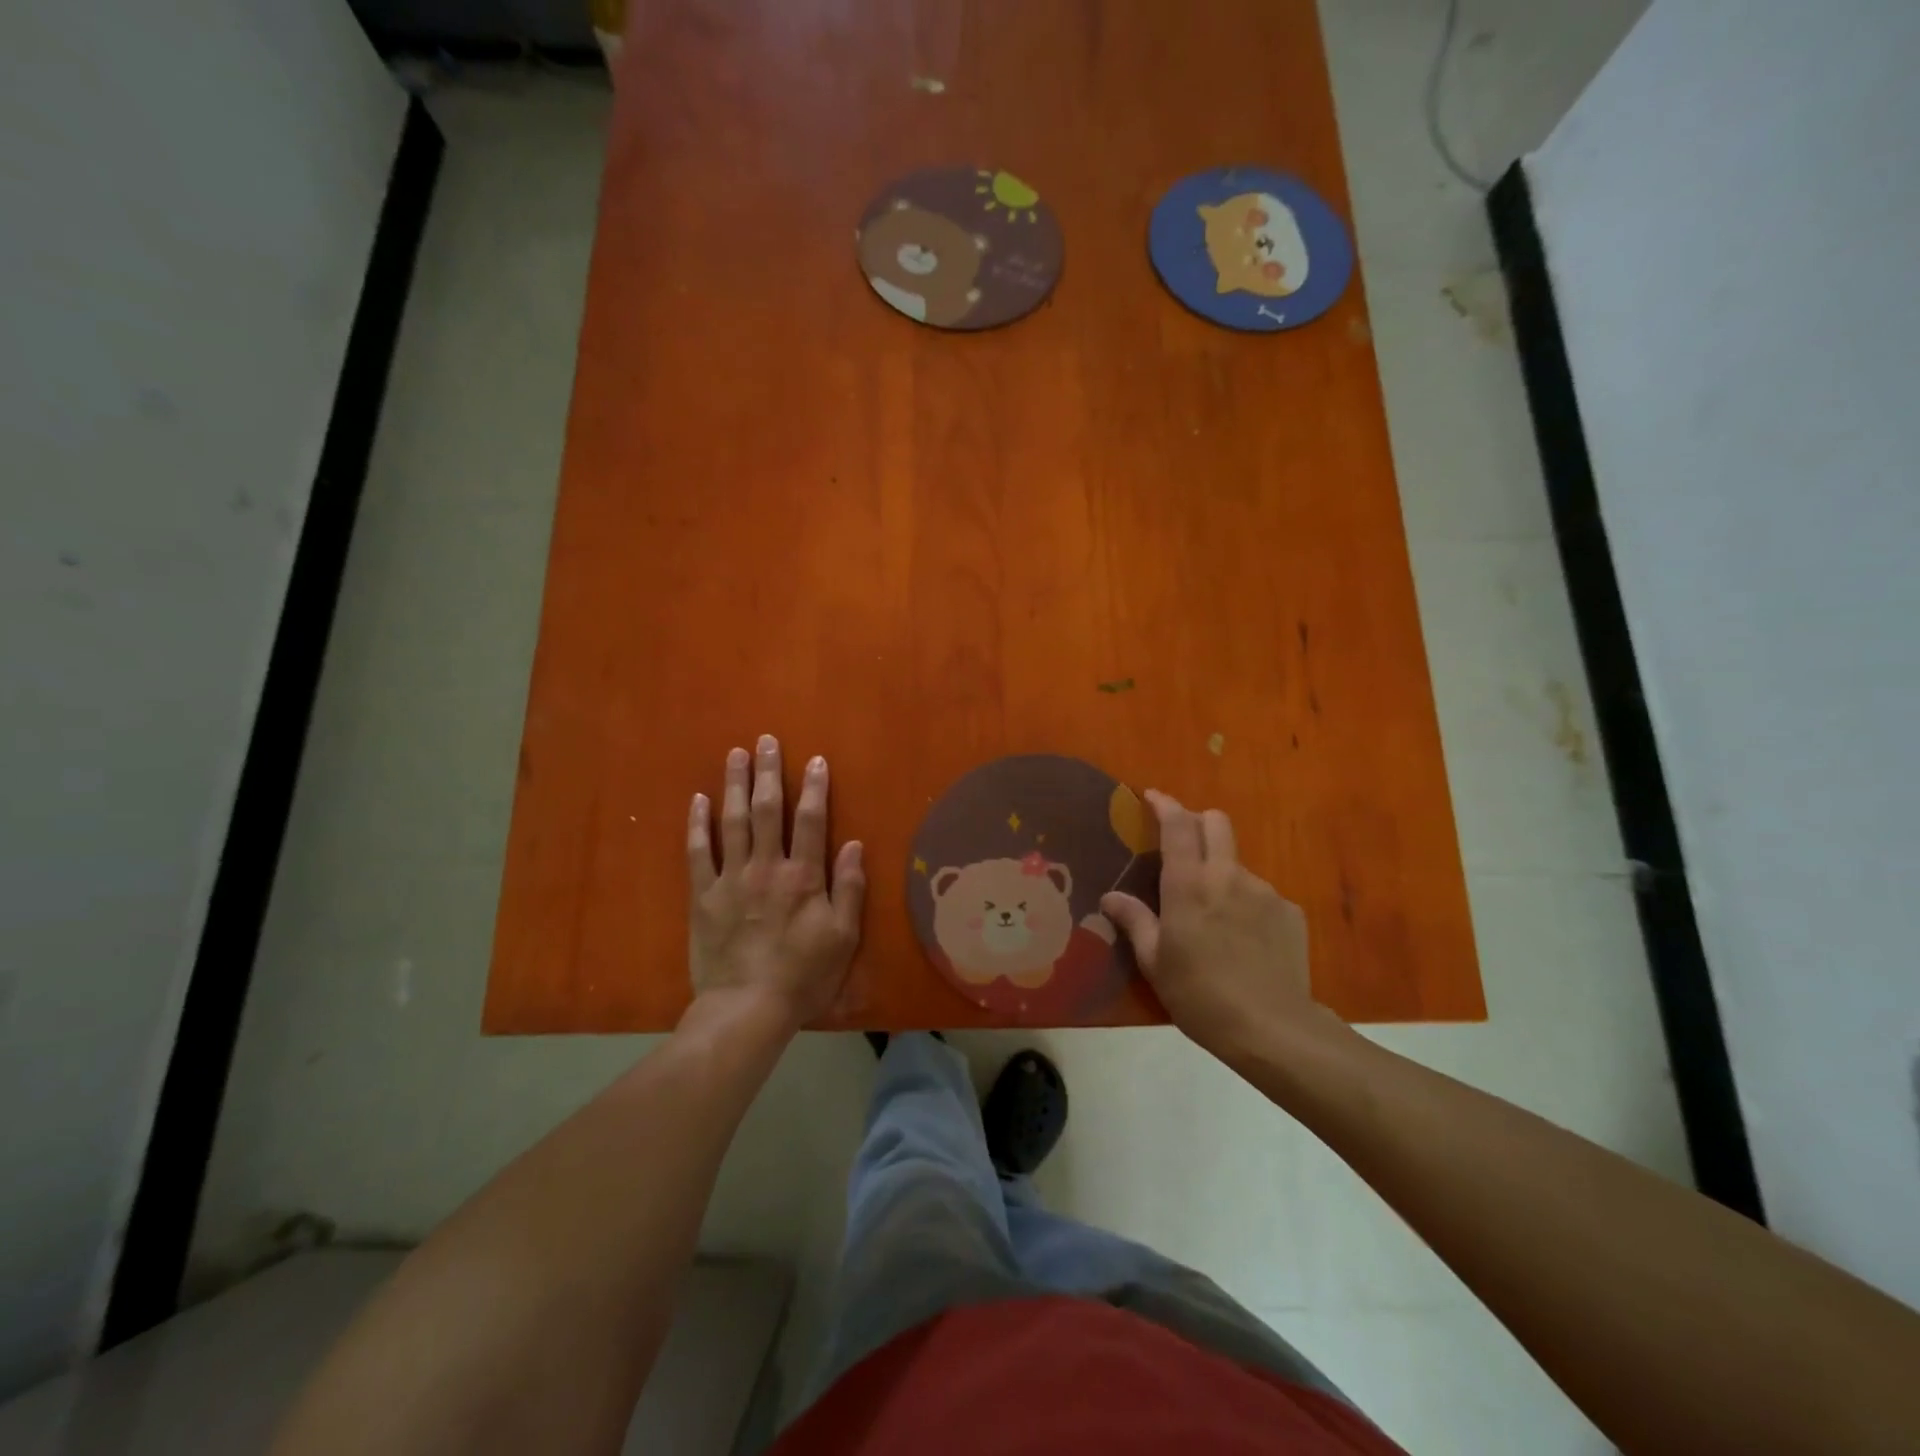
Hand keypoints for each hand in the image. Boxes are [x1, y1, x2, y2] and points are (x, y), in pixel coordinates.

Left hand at [687, 735, 864, 1029]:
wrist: (746, 1009)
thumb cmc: (803, 975)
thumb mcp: (843, 937)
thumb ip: (850, 889)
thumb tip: (854, 845)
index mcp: (803, 876)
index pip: (812, 820)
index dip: (815, 788)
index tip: (815, 760)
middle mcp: (766, 867)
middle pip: (767, 810)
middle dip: (768, 772)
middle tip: (766, 740)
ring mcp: (730, 879)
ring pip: (732, 821)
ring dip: (734, 784)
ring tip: (735, 754)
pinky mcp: (703, 896)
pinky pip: (698, 852)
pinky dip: (698, 824)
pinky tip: (699, 800)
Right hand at [1101, 791, 1332, 1063]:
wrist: (1272, 1028)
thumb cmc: (1200, 995)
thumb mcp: (1155, 962)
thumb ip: (1134, 921)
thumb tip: (1110, 897)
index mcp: (1188, 884)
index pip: (1177, 825)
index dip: (1164, 804)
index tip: (1152, 797)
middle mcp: (1227, 875)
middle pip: (1216, 823)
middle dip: (1197, 821)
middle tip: (1182, 843)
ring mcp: (1264, 891)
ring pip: (1237, 862)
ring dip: (1220, 872)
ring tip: (1213, 915)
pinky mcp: (1290, 911)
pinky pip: (1260, 894)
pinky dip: (1245, 903)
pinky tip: (1243, 939)